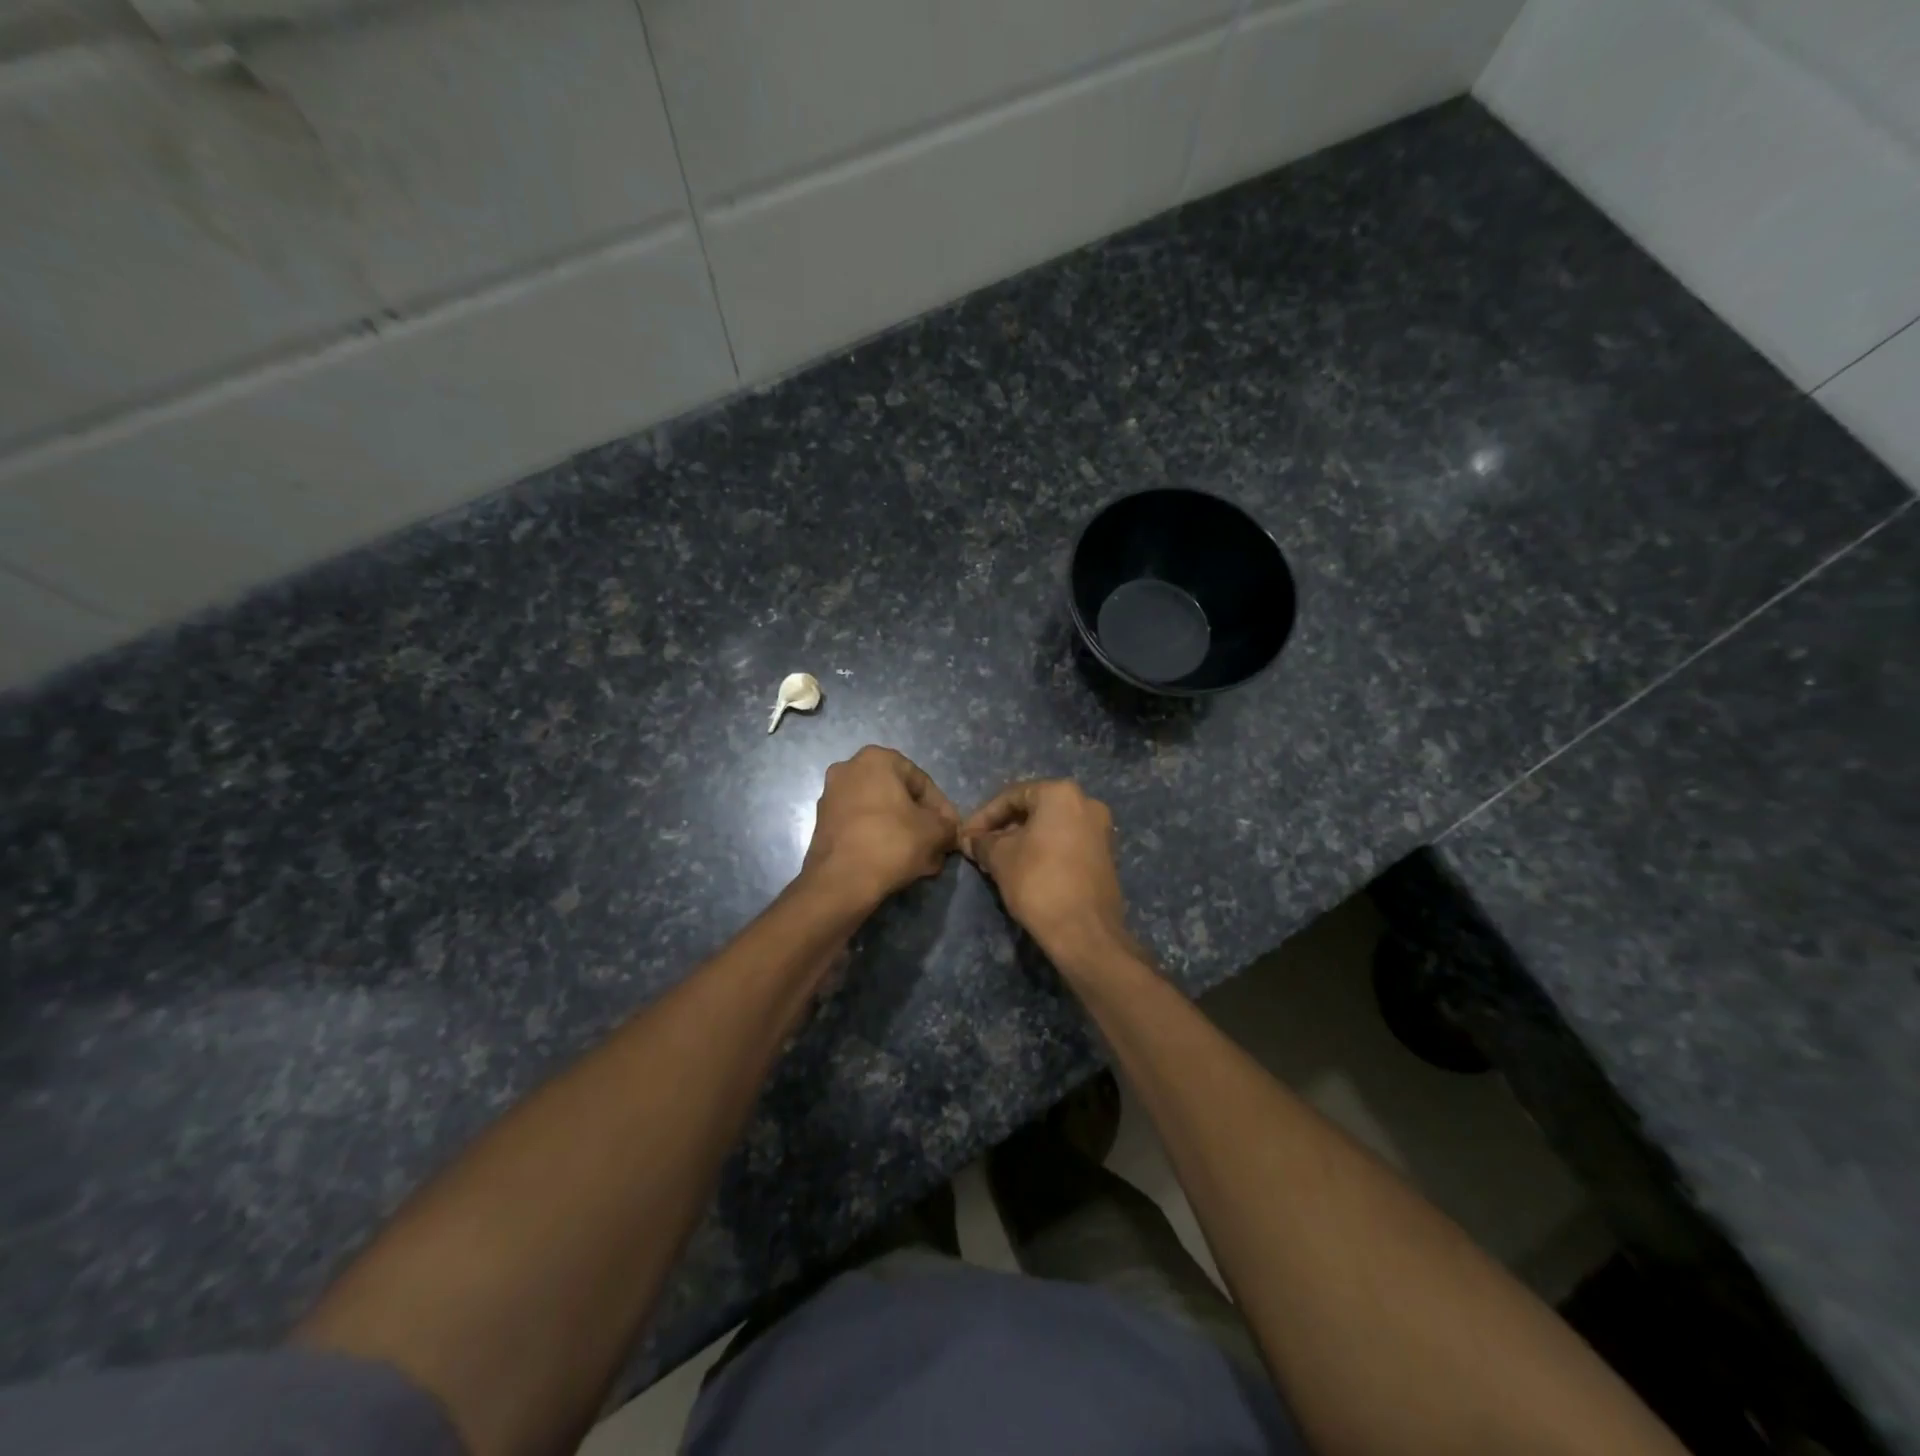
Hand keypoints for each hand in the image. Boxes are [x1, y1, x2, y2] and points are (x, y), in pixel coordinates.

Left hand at [802, 746, 959, 906]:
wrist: (840, 882)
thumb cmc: (891, 843)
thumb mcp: (935, 832)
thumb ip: (949, 825)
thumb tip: (949, 831)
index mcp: (876, 759)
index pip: (922, 782)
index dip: (942, 810)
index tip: (952, 832)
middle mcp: (849, 769)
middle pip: (899, 797)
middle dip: (921, 823)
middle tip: (938, 847)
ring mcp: (832, 796)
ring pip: (881, 814)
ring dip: (904, 833)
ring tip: (923, 861)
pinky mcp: (823, 824)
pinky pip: (862, 827)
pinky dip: (881, 840)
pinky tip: (899, 863)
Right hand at [960, 779, 1136, 969]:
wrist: (1085, 931)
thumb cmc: (1038, 881)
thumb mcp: (1000, 858)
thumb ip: (982, 842)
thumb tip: (969, 840)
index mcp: (1061, 793)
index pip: (1011, 796)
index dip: (983, 816)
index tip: (965, 837)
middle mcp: (1086, 803)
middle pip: (1034, 809)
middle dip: (1004, 828)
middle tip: (980, 849)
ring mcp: (1100, 830)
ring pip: (1051, 828)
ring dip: (1022, 840)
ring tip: (998, 862)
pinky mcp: (1105, 856)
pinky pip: (1066, 843)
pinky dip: (1044, 851)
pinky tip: (1024, 870)